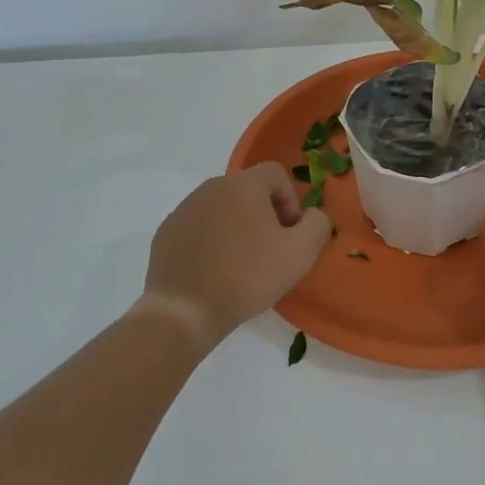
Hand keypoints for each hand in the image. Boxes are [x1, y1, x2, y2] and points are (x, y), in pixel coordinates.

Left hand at [142, 164, 331, 344]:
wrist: (185, 310)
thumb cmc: (247, 277)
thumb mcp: (300, 253)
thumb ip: (317, 224)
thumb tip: (311, 215)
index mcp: (243, 185)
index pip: (275, 173)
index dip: (290, 200)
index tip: (289, 233)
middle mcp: (211, 187)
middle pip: (248, 190)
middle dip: (265, 214)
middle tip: (270, 250)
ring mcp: (184, 209)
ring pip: (222, 208)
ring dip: (237, 227)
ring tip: (241, 263)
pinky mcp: (167, 231)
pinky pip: (199, 226)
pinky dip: (211, 241)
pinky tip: (214, 270)